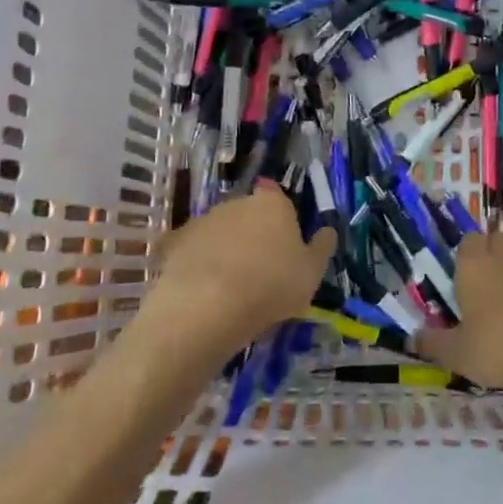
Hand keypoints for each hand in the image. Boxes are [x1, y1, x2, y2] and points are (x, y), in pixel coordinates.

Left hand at [142, 183, 336, 360]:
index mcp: (273, 204)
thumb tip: (328, 230)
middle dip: (253, 234)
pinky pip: (190, 251)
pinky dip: (195, 264)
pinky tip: (200, 288)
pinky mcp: (175, 243)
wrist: (208, 305)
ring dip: (224, 249)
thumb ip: (322, 247)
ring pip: (219, 231)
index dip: (281, 220)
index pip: (278, 198)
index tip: (284, 245)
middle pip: (248, 214)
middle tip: (260, 270)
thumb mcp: (312, 272)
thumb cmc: (272, 285)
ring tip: (229, 286)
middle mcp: (236, 203)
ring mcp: (202, 221)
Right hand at [418, 234, 502, 411]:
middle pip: (499, 241)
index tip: (465, 276)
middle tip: (489, 288)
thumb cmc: (501, 347)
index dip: (467, 254)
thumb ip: (434, 344)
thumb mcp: (459, 354)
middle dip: (494, 255)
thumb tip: (411, 338)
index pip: (468, 241)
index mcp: (475, 268)